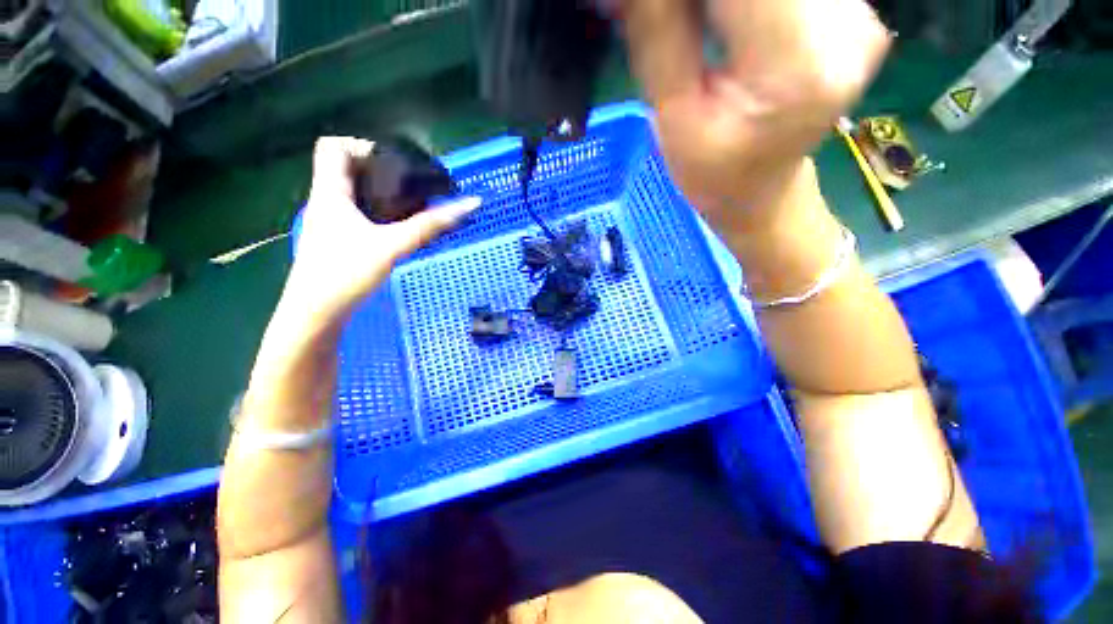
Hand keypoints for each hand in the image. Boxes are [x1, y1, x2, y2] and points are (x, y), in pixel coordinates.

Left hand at [283, 137, 478, 324]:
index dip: (362, 145)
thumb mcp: (393, 245)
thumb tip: (468, 205)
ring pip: (352, 192)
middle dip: (379, 171)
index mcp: (330, 192)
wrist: (317, 312)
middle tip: (410, 185)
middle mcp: (325, 201)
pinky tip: (394, 227)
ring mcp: (328, 221)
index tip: (395, 164)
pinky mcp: (335, 239)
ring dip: (379, 193)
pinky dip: (375, 212)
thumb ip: (430, 226)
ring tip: (409, 205)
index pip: (333, 146)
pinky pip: (355, 212)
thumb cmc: (346, 272)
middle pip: (346, 168)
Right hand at [622, 0, 888, 230]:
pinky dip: (744, 0)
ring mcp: (858, 15)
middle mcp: (846, 26)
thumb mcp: (671, 118)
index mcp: (793, 65)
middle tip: (670, 19)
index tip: (646, 7)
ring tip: (697, 25)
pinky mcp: (854, 11)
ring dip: (718, 1)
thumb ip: (656, 33)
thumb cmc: (712, 175)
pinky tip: (725, 18)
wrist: (761, 194)